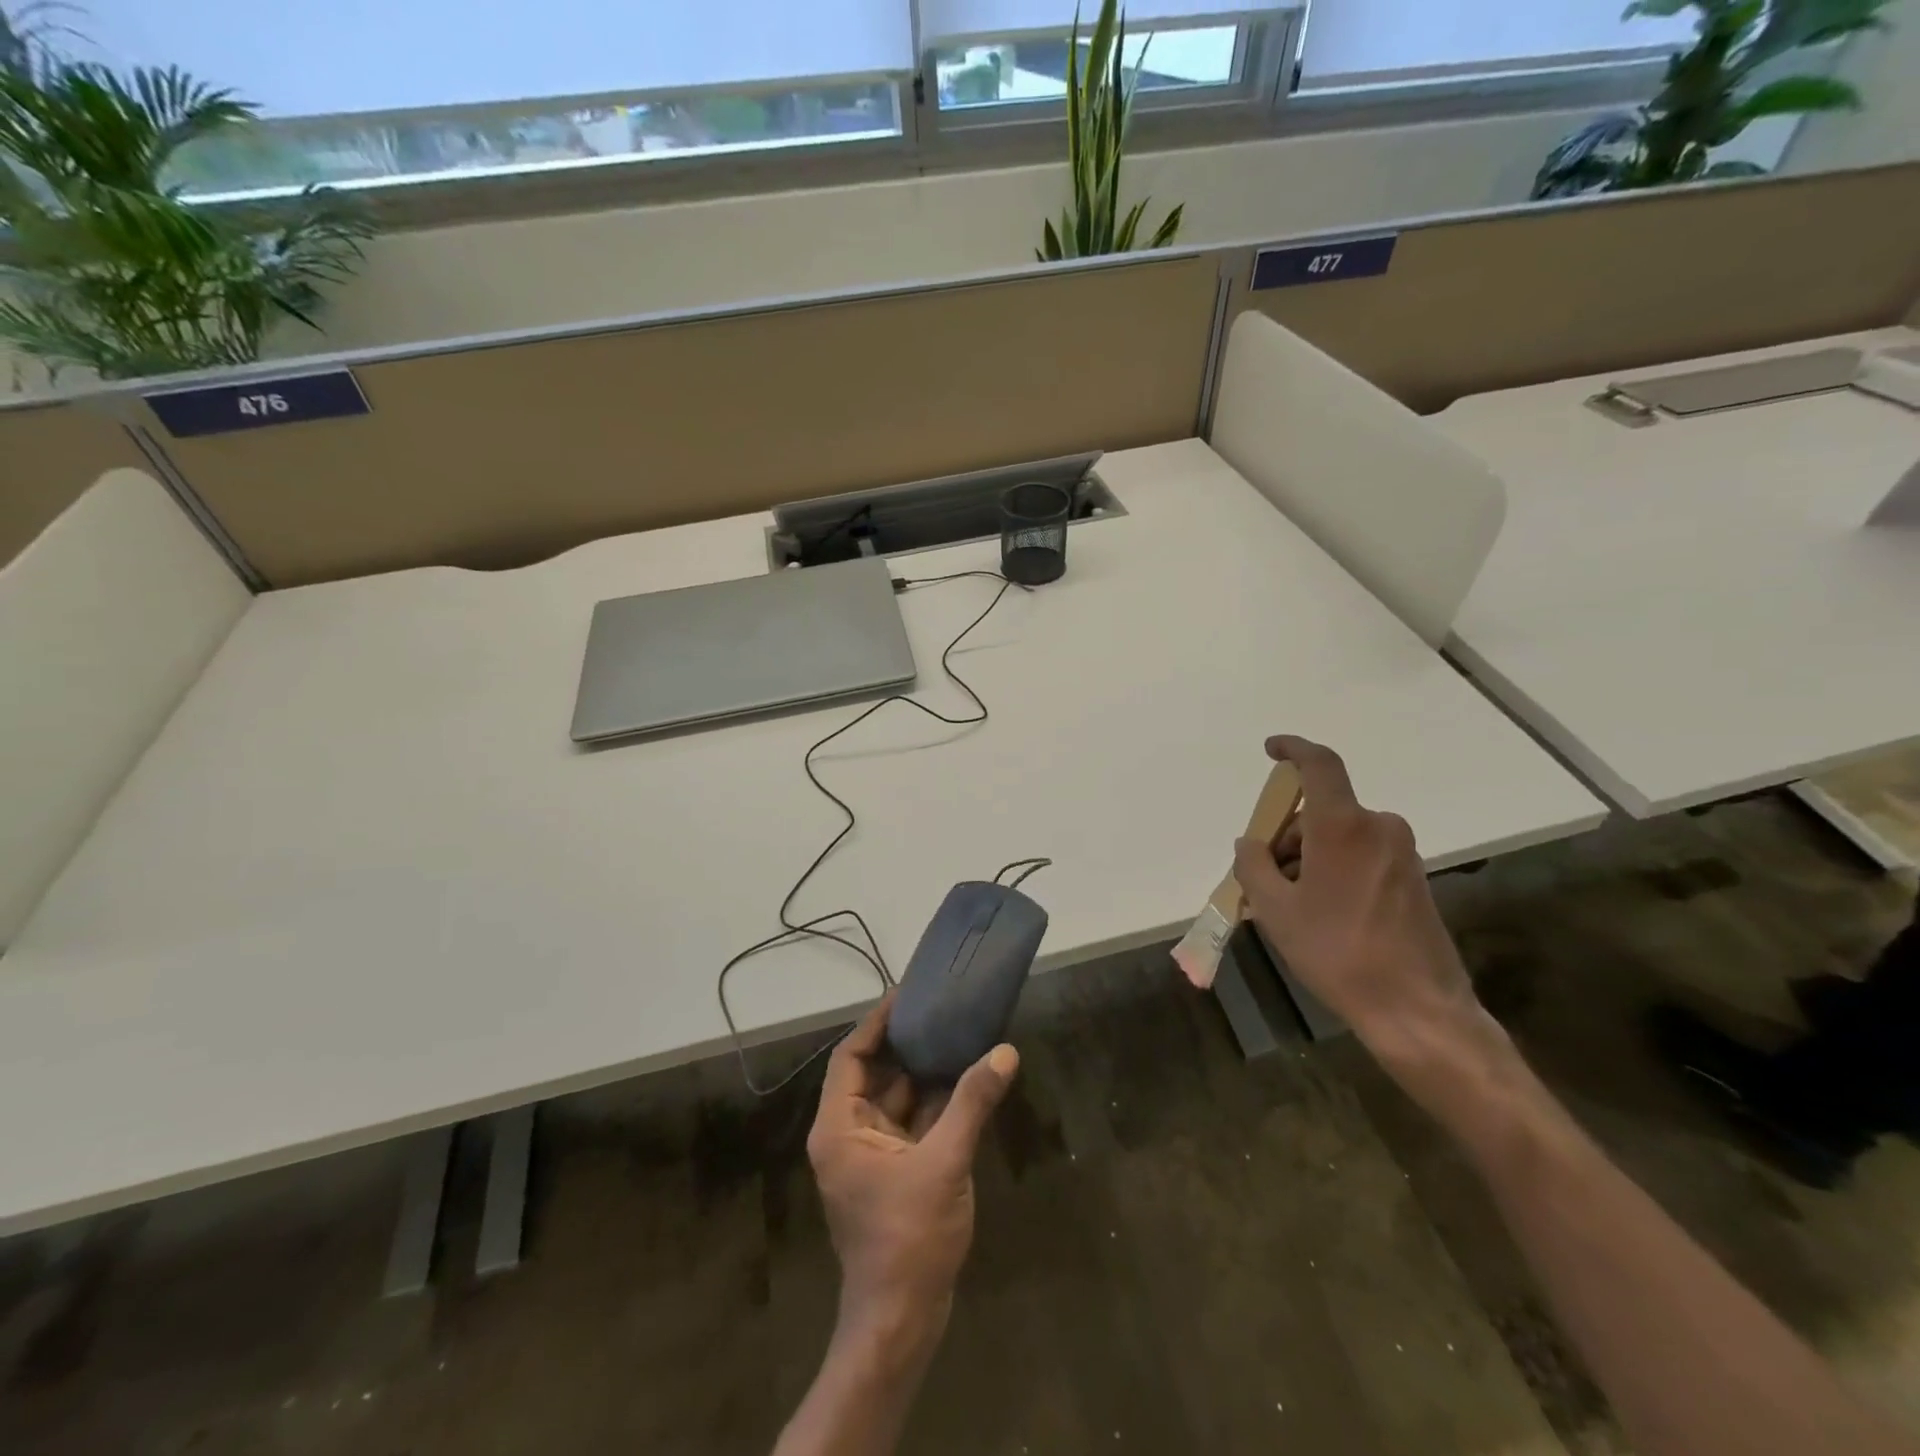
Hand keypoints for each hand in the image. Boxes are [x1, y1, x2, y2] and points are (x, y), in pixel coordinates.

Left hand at [806, 994, 1018, 1334]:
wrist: (901, 1322)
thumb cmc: (909, 1238)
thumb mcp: (944, 1162)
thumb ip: (972, 1103)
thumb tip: (1003, 1052)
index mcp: (840, 1126)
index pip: (850, 1056)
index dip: (876, 1023)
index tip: (906, 995)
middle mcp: (849, 1133)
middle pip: (874, 1073)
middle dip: (906, 1044)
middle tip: (940, 1009)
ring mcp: (871, 1155)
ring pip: (896, 1098)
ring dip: (924, 1072)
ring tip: (957, 1033)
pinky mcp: (893, 1172)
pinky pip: (911, 1123)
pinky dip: (934, 1103)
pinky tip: (965, 1081)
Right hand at [1232, 735, 1483, 1061]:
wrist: (1418, 1010)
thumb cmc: (1337, 953)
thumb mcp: (1275, 911)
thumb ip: (1253, 866)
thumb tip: (1250, 843)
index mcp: (1343, 826)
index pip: (1320, 765)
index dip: (1293, 749)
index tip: (1271, 748)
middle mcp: (1378, 828)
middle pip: (1320, 812)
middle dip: (1286, 836)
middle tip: (1262, 879)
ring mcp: (1401, 854)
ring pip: (1339, 837)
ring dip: (1308, 858)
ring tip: (1289, 908)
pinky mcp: (1413, 879)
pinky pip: (1360, 856)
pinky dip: (1332, 870)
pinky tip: (1320, 914)